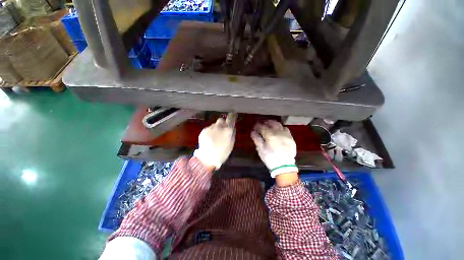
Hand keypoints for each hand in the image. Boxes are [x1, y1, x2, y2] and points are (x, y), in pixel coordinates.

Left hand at [193, 114, 235, 169]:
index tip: (233, 114)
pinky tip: (209, 139)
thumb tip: (232, 128)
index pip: (231, 118)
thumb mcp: (231, 144)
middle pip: (221, 120)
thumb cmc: (222, 153)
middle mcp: (219, 126)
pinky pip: (209, 128)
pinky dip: (210, 132)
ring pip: (215, 125)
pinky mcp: (204, 130)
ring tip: (215, 137)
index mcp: (228, 130)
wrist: (207, 158)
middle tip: (222, 130)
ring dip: (216, 128)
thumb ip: (232, 134)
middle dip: (222, 123)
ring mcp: (210, 128)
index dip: (232, 115)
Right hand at [251, 120, 298, 178]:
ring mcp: (286, 134)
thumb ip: (257, 139)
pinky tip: (278, 130)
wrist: (284, 167)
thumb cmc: (270, 158)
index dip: (257, 125)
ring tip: (269, 125)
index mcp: (270, 135)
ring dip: (273, 123)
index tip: (254, 126)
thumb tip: (253, 131)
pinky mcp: (291, 138)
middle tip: (261, 123)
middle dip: (265, 122)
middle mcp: (279, 132)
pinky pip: (285, 129)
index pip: (262, 126)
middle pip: (271, 123)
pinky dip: (280, 127)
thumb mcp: (261, 150)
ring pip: (279, 125)